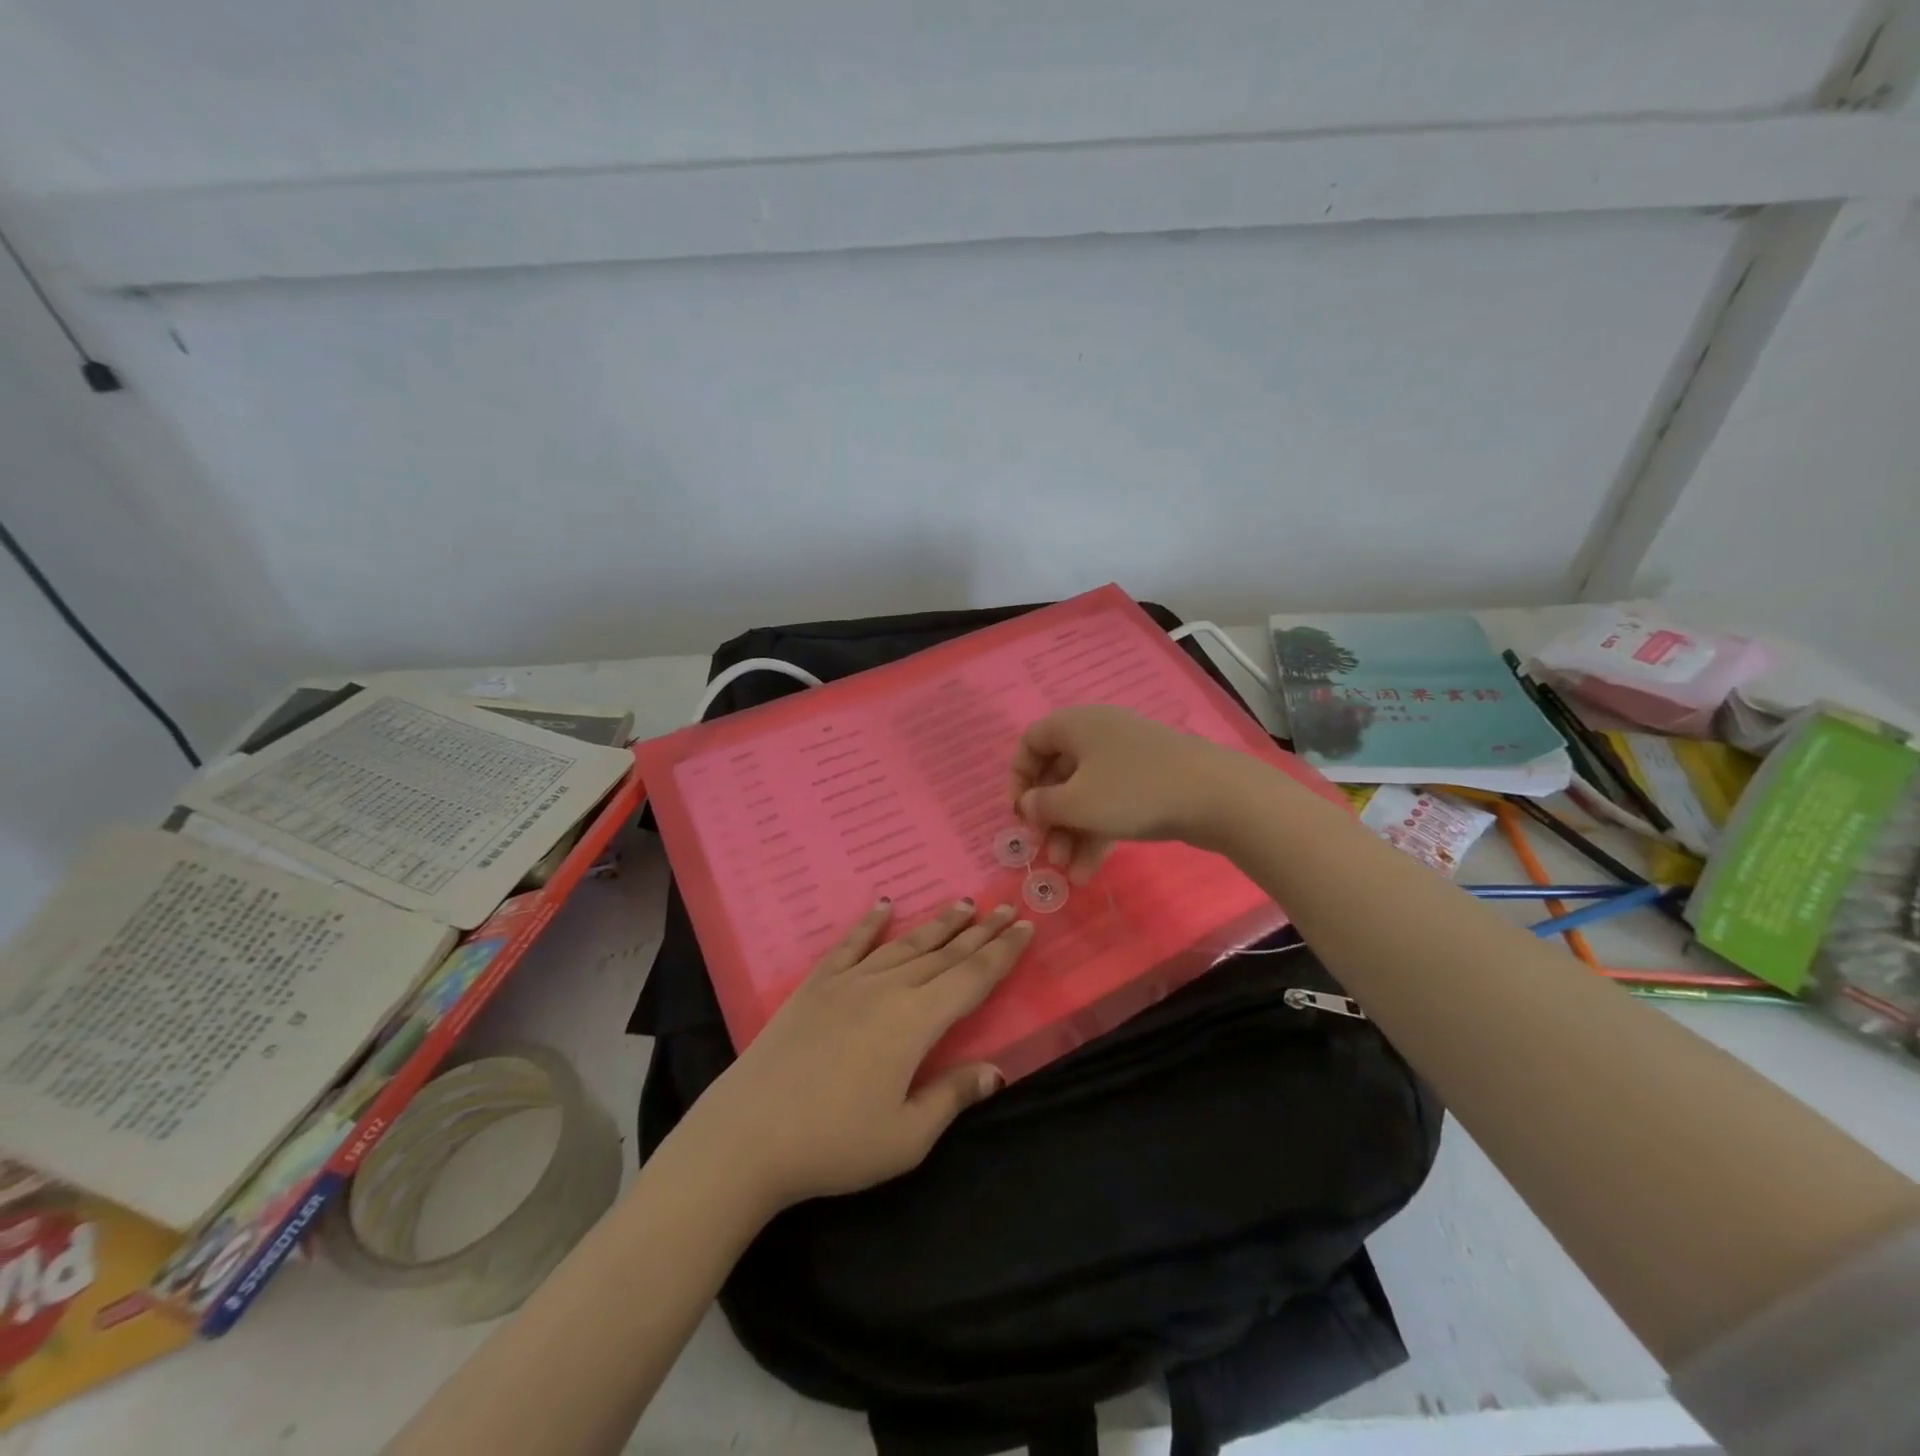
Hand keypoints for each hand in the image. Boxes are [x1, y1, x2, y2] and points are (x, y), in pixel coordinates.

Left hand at [684, 899, 1034, 1211]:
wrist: (748, 1135)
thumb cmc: (833, 1144)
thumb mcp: (905, 1137)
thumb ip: (952, 1096)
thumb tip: (996, 1071)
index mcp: (916, 1022)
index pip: (972, 978)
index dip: (1003, 953)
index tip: (1026, 926)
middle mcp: (888, 988)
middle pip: (945, 954)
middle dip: (980, 932)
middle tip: (1006, 907)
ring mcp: (849, 982)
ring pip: (905, 944)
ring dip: (938, 924)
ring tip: (964, 903)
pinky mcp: (815, 985)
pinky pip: (850, 944)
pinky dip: (870, 922)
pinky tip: (884, 905)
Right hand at [1009, 705, 1250, 880]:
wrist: (1215, 795)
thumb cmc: (1133, 791)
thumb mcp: (1076, 802)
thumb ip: (1042, 805)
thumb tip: (1028, 804)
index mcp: (1076, 725)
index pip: (1031, 742)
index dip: (1018, 778)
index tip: (1020, 813)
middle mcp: (1098, 734)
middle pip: (1058, 774)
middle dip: (1049, 817)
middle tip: (1046, 851)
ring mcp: (1127, 758)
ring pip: (1086, 794)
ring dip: (1072, 833)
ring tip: (1069, 873)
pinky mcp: (1148, 782)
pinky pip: (1111, 803)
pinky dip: (1098, 832)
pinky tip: (1090, 871)